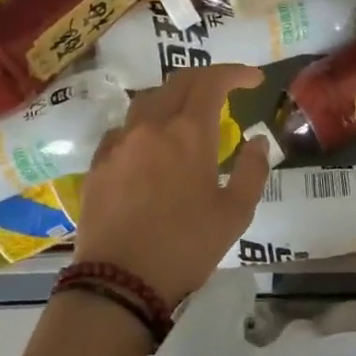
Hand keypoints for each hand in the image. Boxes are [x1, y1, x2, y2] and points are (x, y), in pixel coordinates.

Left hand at [70, 63, 272, 305]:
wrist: (119, 282)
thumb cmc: (186, 247)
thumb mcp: (235, 214)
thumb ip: (252, 170)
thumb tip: (257, 141)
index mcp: (189, 132)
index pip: (213, 81)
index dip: (235, 72)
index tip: (254, 79)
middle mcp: (152, 125)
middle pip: (179, 81)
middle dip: (207, 77)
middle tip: (226, 90)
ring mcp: (120, 142)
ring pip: (148, 100)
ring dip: (173, 96)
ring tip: (187, 113)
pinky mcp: (98, 164)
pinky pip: (123, 128)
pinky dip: (144, 125)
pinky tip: (149, 145)